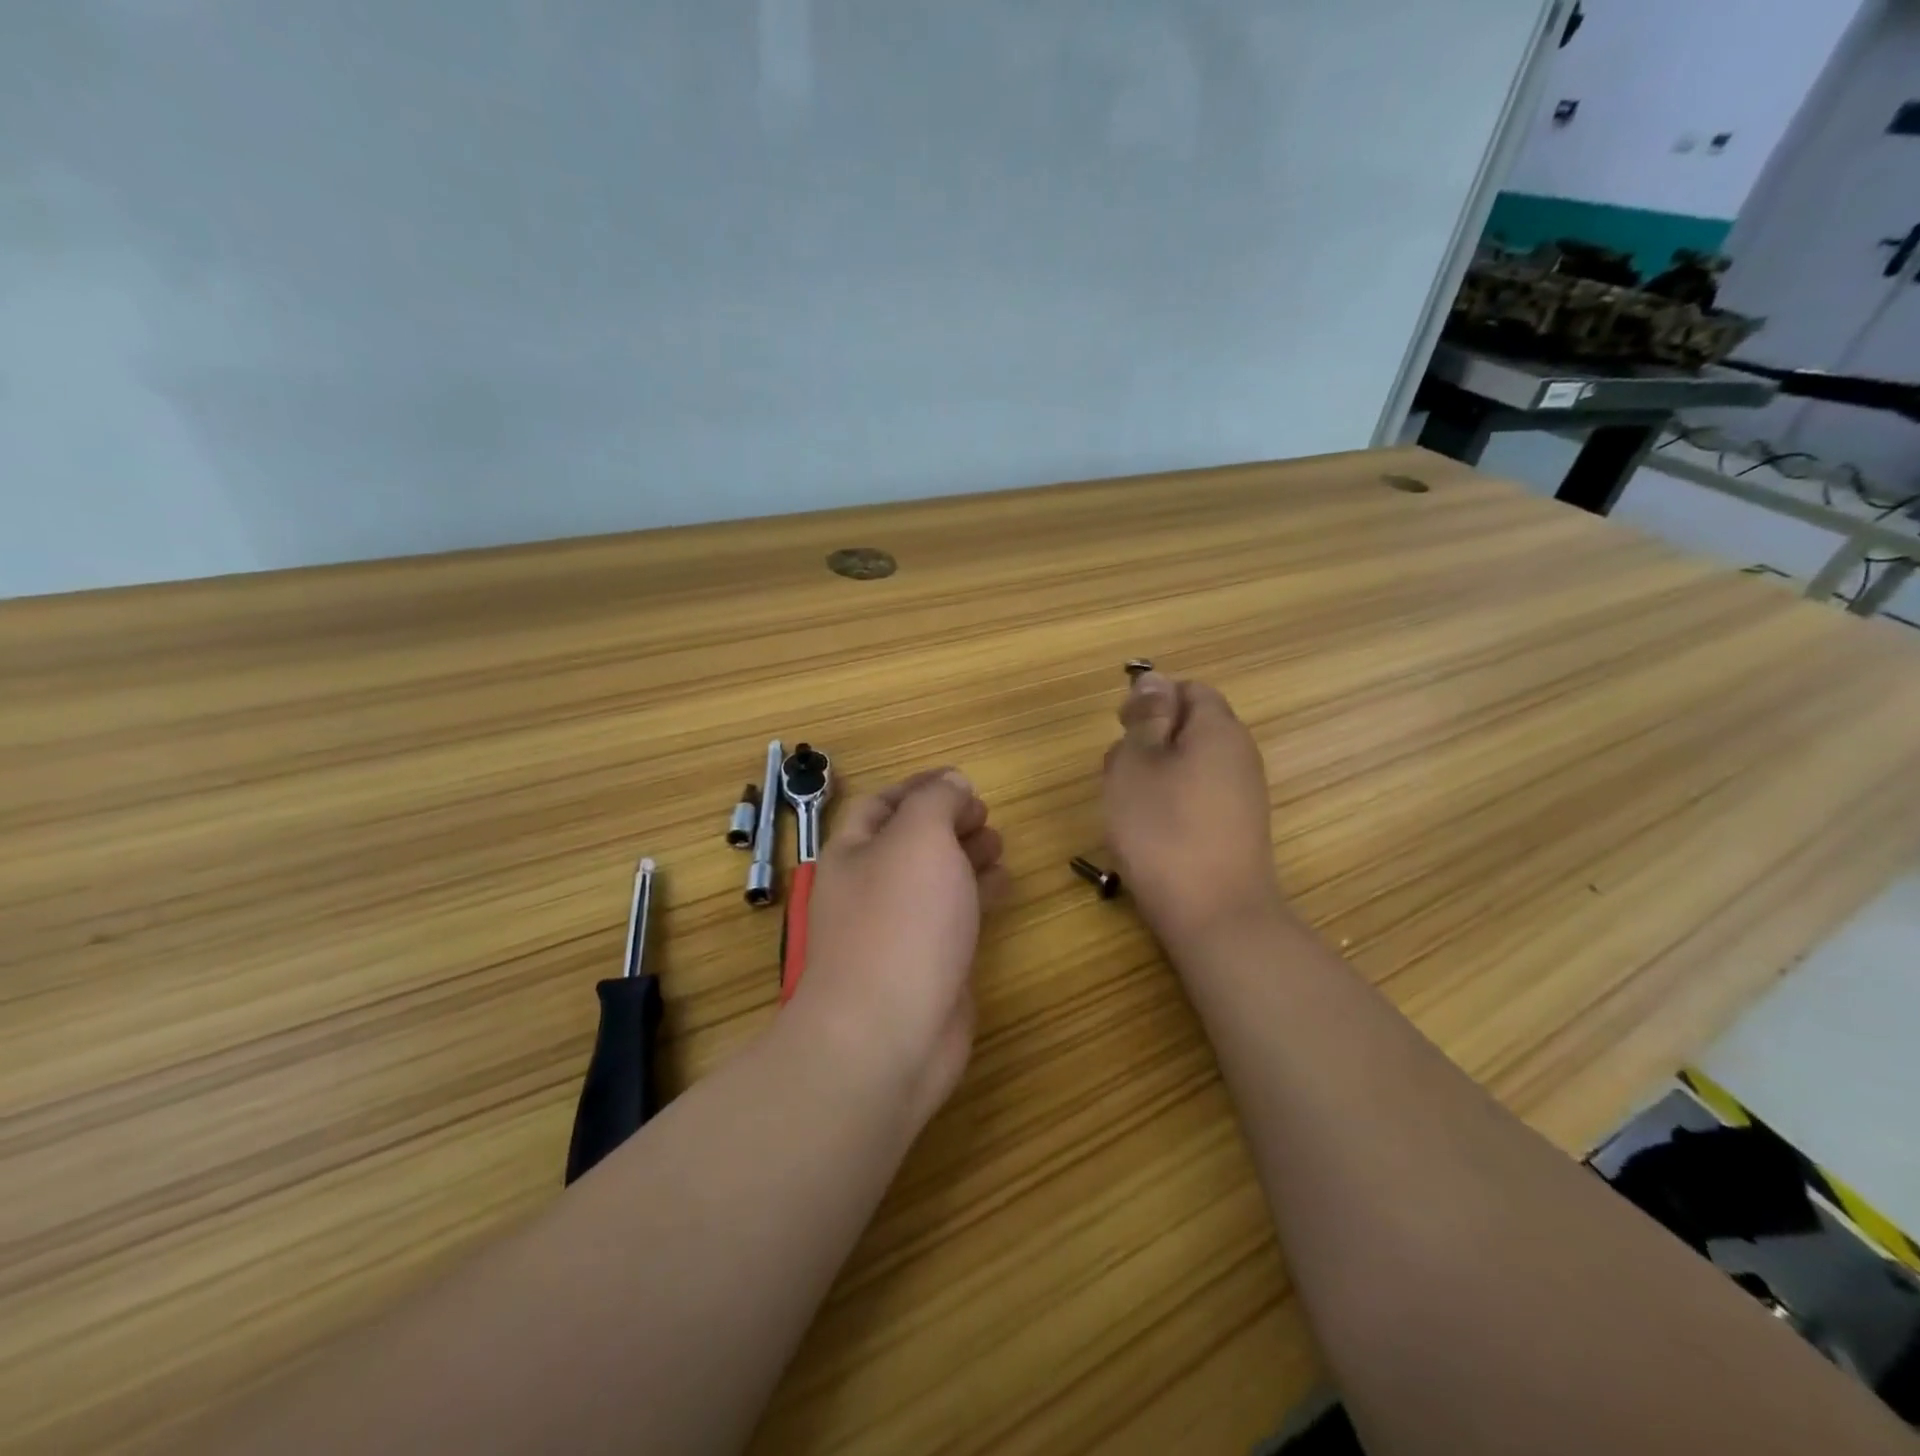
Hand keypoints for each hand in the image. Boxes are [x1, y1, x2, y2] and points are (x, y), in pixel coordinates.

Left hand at [786, 769, 1008, 1129]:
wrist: (888, 1035)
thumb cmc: (900, 921)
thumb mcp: (919, 838)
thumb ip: (937, 801)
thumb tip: (952, 783)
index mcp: (853, 852)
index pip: (882, 803)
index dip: (921, 786)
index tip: (963, 780)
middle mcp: (869, 887)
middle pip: (909, 841)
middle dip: (948, 821)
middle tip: (986, 816)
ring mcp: (896, 929)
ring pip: (934, 879)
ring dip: (966, 856)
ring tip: (999, 844)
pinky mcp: (926, 964)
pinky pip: (951, 916)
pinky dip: (976, 894)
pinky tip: (1003, 885)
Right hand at [1102, 673, 1285, 950]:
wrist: (1215, 915)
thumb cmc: (1163, 830)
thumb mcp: (1138, 763)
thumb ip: (1145, 717)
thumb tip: (1154, 679)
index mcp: (1218, 729)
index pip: (1189, 689)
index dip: (1152, 699)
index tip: (1122, 727)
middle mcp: (1239, 755)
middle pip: (1190, 727)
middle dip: (1149, 740)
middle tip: (1118, 772)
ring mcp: (1241, 795)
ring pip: (1189, 764)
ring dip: (1154, 775)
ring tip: (1128, 806)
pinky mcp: (1235, 829)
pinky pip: (1197, 797)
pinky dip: (1170, 804)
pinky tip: (1149, 832)